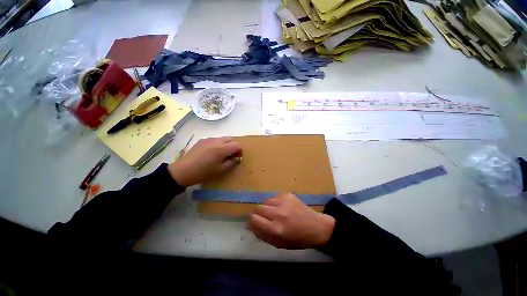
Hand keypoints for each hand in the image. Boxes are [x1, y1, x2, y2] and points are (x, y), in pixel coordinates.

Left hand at [168, 137, 241, 186]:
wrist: (183, 171)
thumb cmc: (203, 172)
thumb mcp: (220, 170)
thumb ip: (231, 163)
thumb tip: (236, 158)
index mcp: (222, 149)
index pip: (237, 145)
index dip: (239, 151)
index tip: (237, 157)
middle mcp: (216, 141)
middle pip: (231, 139)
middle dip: (234, 146)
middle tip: (231, 155)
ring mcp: (208, 139)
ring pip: (223, 138)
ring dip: (226, 144)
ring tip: (222, 154)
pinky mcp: (202, 140)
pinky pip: (215, 139)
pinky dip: (218, 144)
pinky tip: (212, 152)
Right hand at [248, 193, 334, 248]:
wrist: (316, 227)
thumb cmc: (297, 239)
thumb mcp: (279, 244)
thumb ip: (262, 235)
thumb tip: (249, 225)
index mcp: (276, 230)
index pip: (254, 219)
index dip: (251, 220)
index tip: (254, 221)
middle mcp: (279, 214)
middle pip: (258, 208)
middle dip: (258, 213)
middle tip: (264, 217)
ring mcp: (284, 202)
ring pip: (265, 201)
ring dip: (267, 207)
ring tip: (275, 212)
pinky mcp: (288, 194)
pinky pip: (274, 197)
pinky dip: (275, 203)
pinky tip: (283, 207)